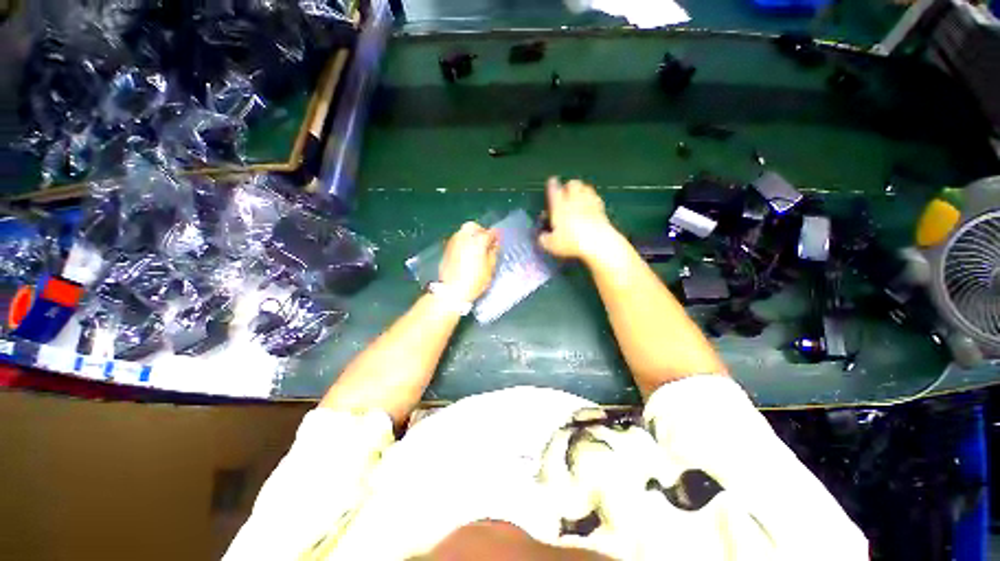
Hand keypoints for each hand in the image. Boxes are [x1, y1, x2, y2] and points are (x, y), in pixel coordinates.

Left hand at [439, 222, 499, 301]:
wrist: (451, 290)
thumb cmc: (474, 281)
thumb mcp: (489, 268)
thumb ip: (493, 253)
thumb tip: (494, 245)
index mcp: (478, 241)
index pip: (489, 232)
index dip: (495, 236)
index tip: (497, 241)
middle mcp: (464, 237)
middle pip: (473, 226)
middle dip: (480, 231)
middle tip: (485, 241)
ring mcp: (453, 242)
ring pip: (463, 232)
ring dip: (470, 236)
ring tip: (476, 247)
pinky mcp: (446, 249)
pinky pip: (456, 240)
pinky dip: (463, 242)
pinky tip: (466, 253)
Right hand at [538, 177, 620, 263]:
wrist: (598, 243)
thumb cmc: (571, 242)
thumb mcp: (551, 245)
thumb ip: (544, 239)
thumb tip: (542, 237)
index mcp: (559, 206)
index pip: (554, 189)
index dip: (552, 184)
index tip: (551, 182)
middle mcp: (574, 200)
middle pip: (572, 183)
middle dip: (568, 186)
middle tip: (566, 193)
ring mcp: (590, 202)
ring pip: (586, 187)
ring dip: (581, 190)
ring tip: (578, 198)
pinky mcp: (602, 209)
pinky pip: (596, 198)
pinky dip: (592, 199)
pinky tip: (590, 206)